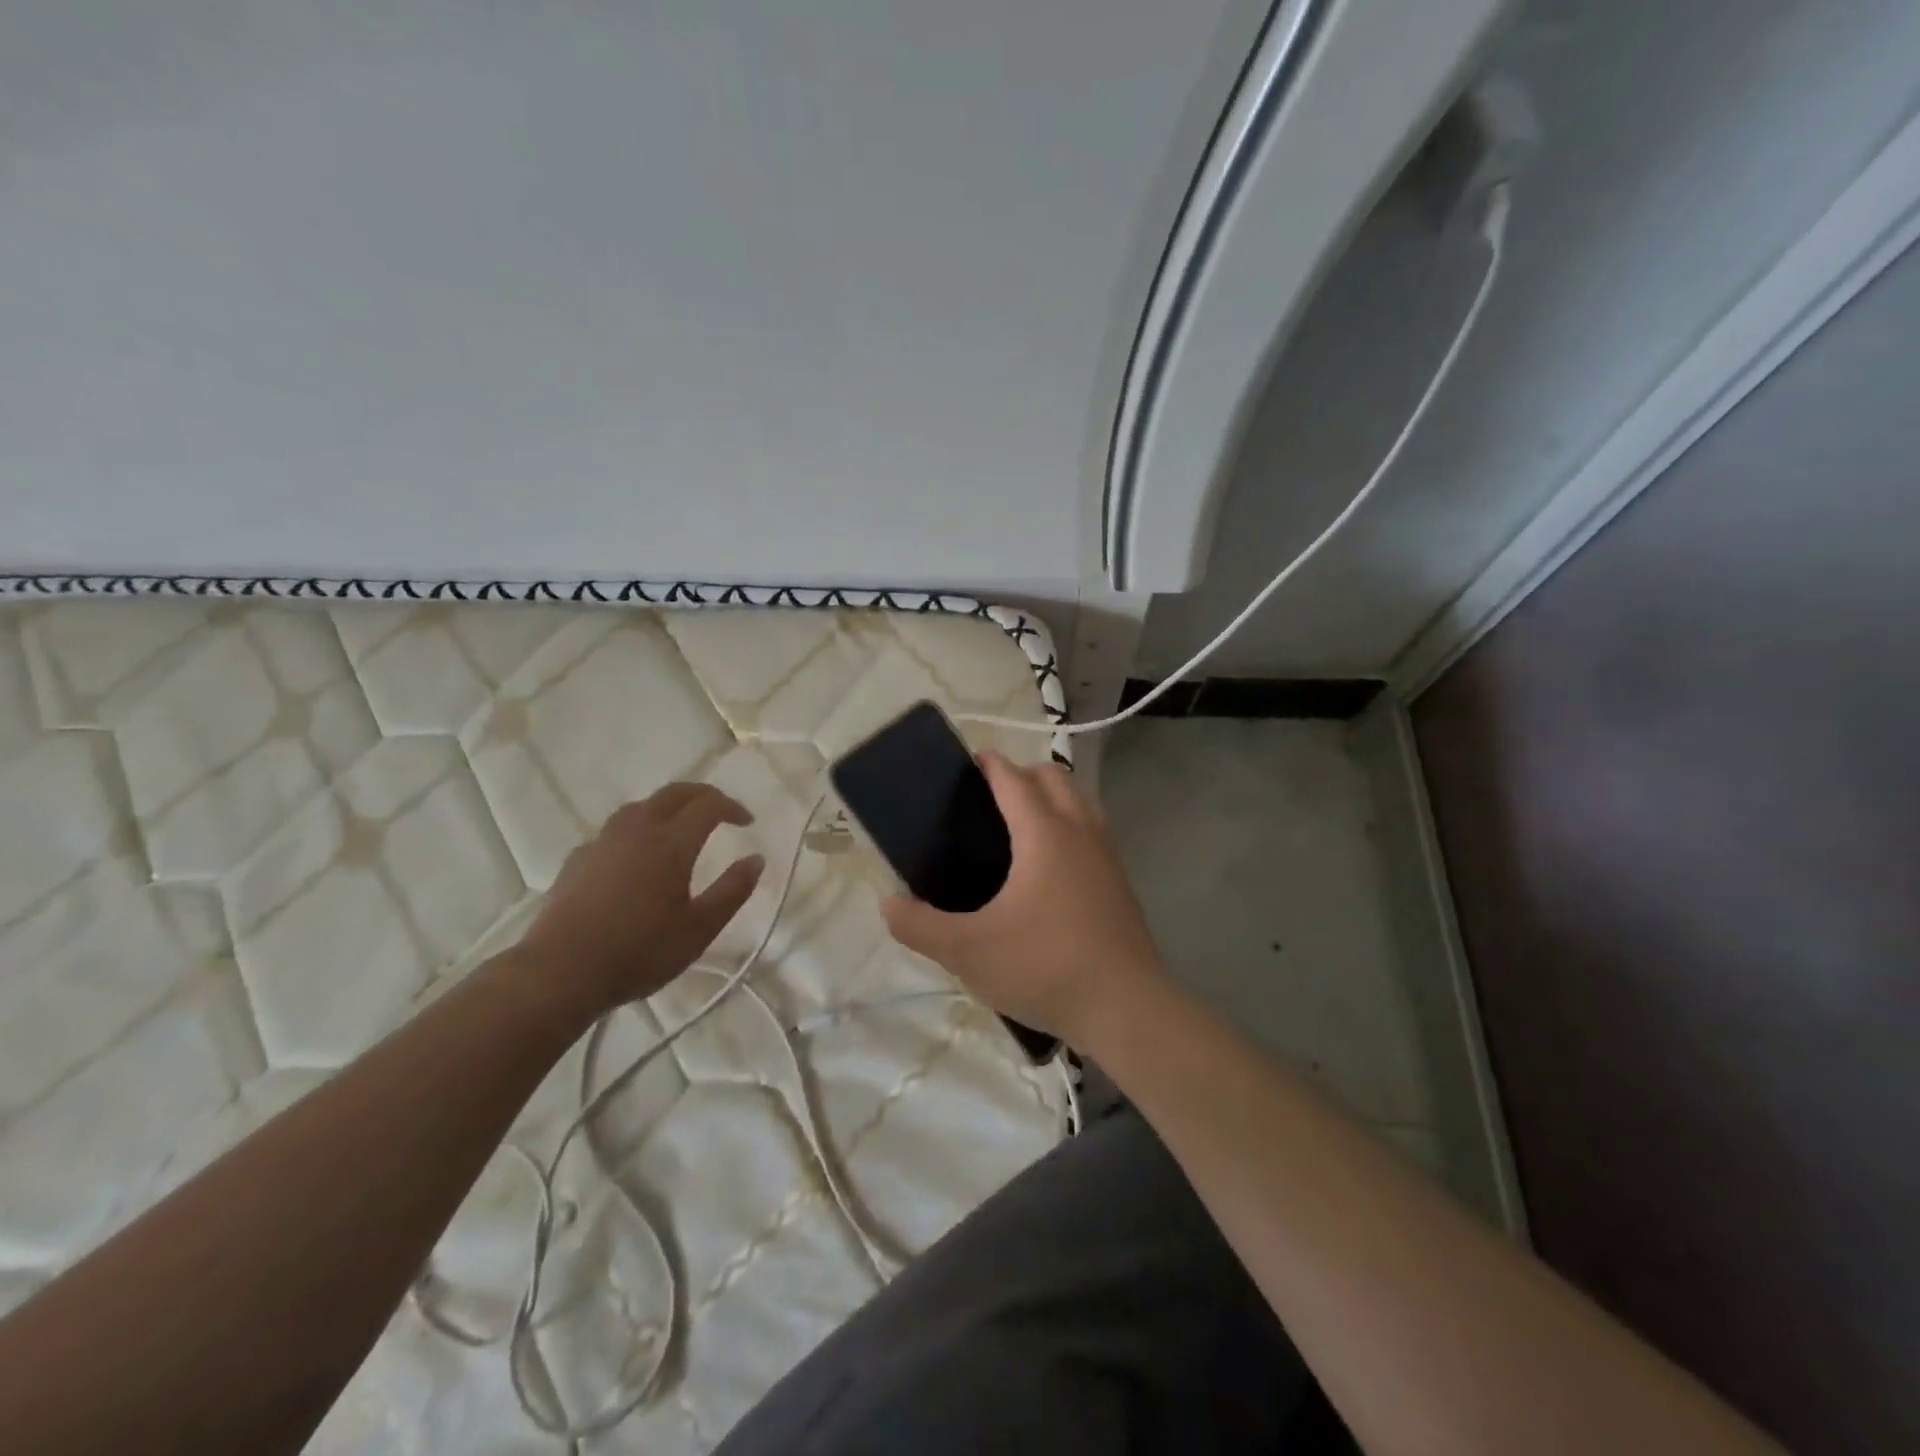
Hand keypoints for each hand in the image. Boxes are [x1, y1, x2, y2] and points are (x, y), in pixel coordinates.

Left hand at [514, 783, 765, 1017]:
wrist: (558, 973)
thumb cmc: (638, 952)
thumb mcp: (699, 929)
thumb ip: (732, 890)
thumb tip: (756, 859)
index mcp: (671, 843)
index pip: (708, 805)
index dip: (732, 807)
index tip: (747, 823)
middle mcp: (637, 830)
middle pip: (673, 793)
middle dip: (702, 795)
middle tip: (720, 810)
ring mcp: (602, 842)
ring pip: (640, 806)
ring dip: (667, 807)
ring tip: (679, 827)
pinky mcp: (577, 860)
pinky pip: (614, 830)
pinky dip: (637, 829)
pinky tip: (635, 856)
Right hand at [882, 752, 1168, 1047]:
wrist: (1125, 1008)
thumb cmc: (1044, 967)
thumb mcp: (968, 952)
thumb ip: (920, 926)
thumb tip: (889, 904)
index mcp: (1044, 834)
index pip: (1014, 779)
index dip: (990, 764)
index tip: (968, 763)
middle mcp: (1080, 831)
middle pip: (1054, 778)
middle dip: (1022, 775)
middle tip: (989, 800)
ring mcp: (1107, 855)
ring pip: (1079, 802)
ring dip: (1051, 798)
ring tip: (1017, 830)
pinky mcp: (1120, 882)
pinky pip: (1092, 832)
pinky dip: (1069, 827)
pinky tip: (1048, 870)